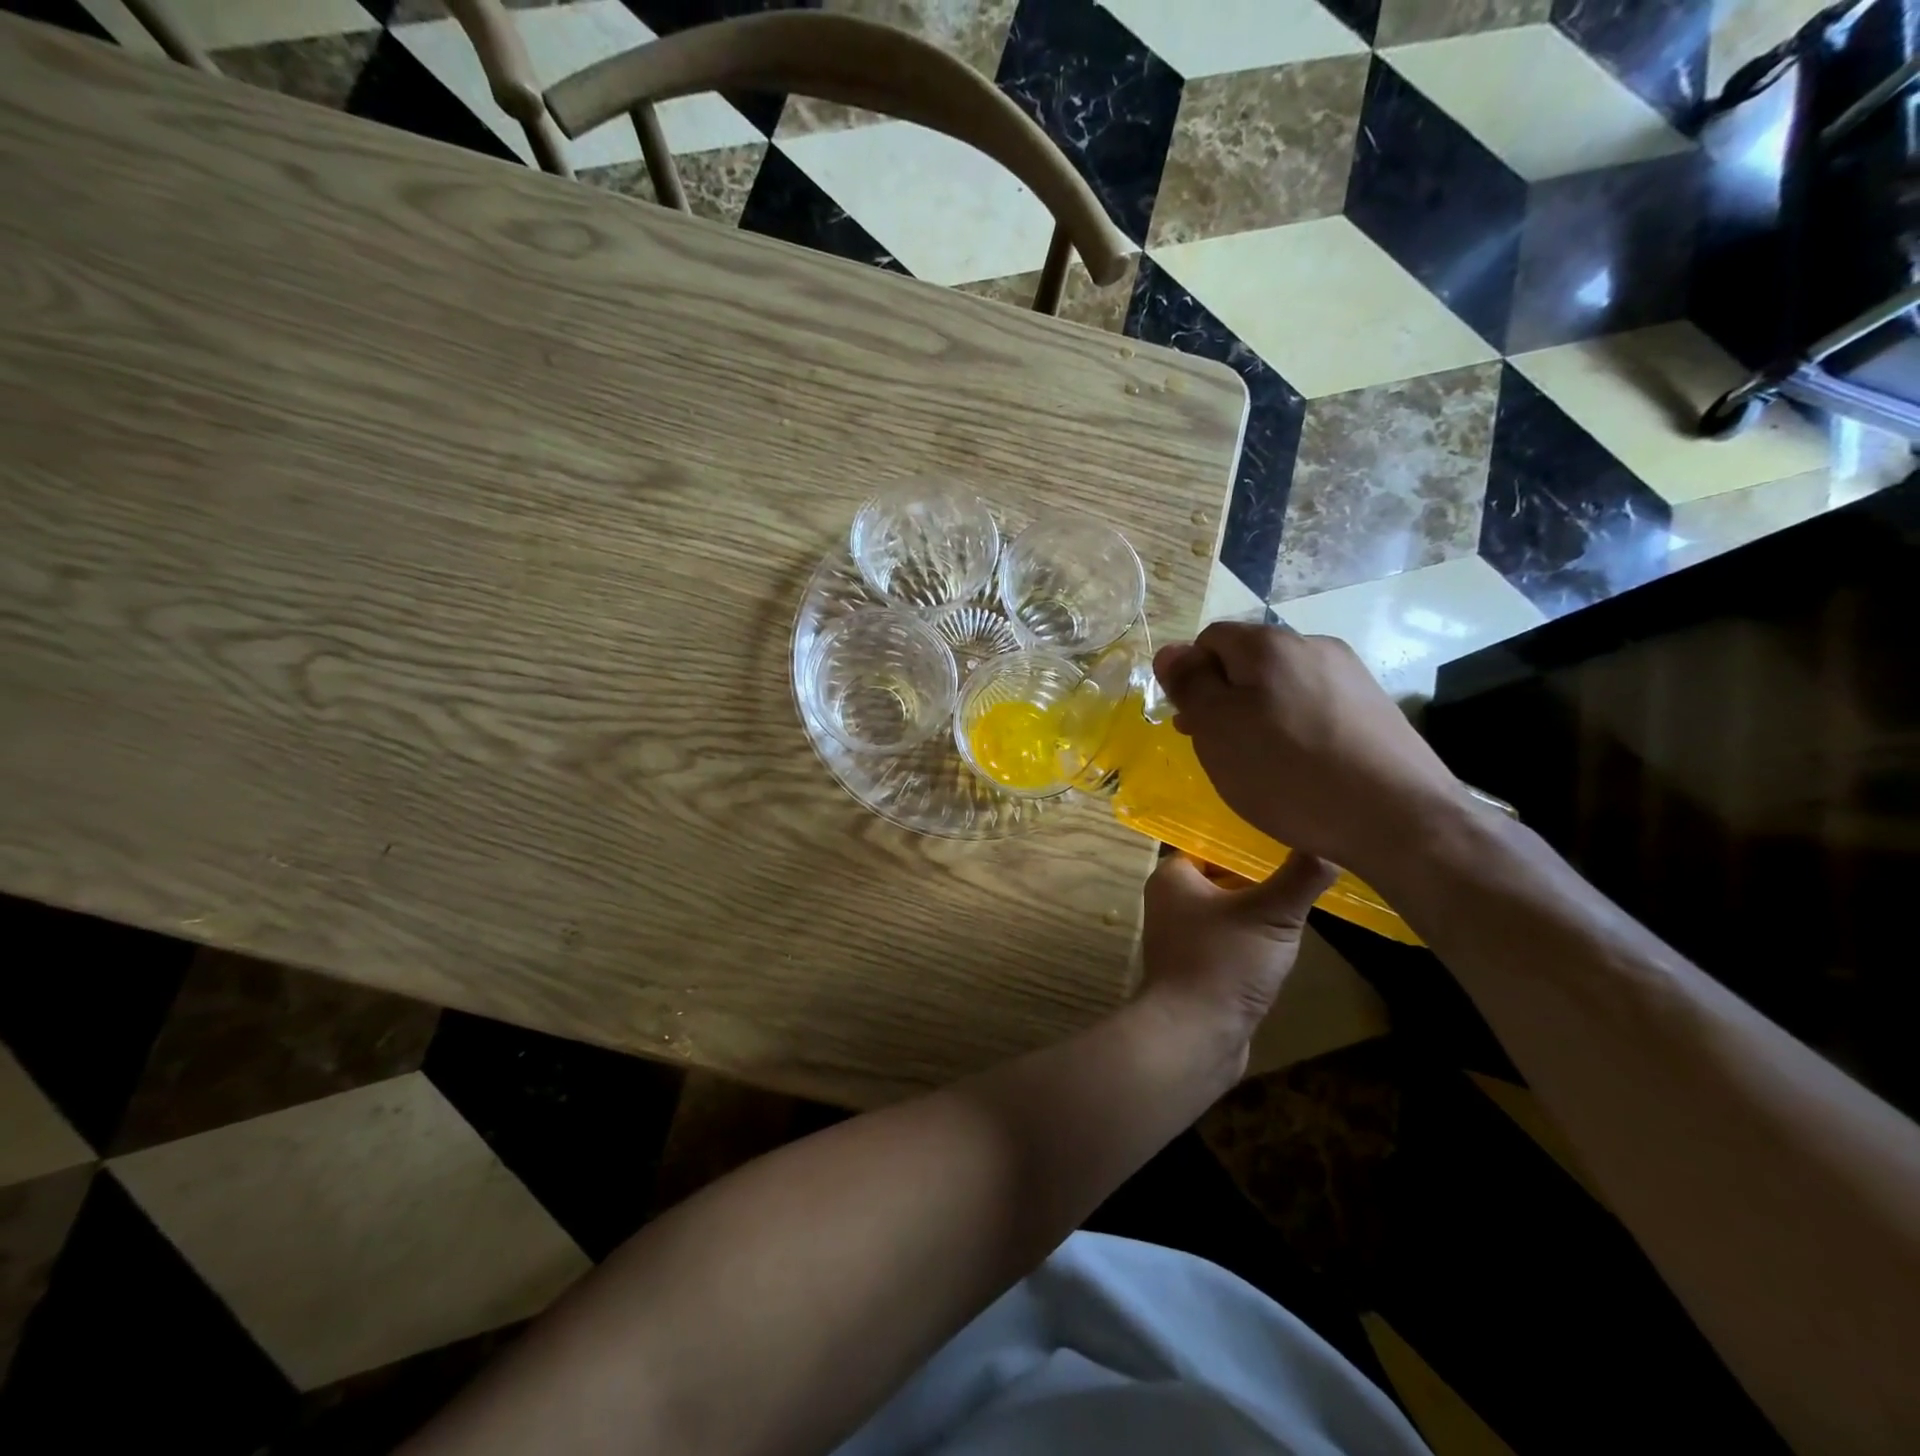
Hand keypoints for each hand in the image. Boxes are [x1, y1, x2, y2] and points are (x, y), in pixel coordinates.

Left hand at [1138, 849, 1337, 1064]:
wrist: (1195, 1035)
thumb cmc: (1225, 962)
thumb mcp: (1272, 913)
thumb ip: (1301, 876)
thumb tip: (1329, 846)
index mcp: (1172, 876)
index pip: (1214, 844)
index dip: (1250, 844)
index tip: (1290, 841)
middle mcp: (1170, 901)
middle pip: (1224, 877)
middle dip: (1261, 880)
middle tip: (1304, 874)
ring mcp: (1182, 936)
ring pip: (1230, 911)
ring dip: (1261, 914)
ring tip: (1302, 906)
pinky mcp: (1197, 966)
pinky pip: (1230, 941)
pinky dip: (1254, 942)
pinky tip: (1283, 946)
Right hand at [1152, 623, 1465, 877]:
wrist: (1399, 819)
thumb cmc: (1288, 772)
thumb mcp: (1217, 728)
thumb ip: (1189, 684)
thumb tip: (1170, 651)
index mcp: (1269, 644)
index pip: (1209, 640)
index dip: (1191, 677)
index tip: (1191, 724)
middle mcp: (1313, 645)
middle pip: (1248, 661)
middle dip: (1224, 699)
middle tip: (1217, 748)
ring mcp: (1350, 675)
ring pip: (1282, 686)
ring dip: (1259, 715)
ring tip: (1259, 763)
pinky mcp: (1375, 708)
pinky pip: (1315, 707)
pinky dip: (1295, 729)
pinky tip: (1299, 767)